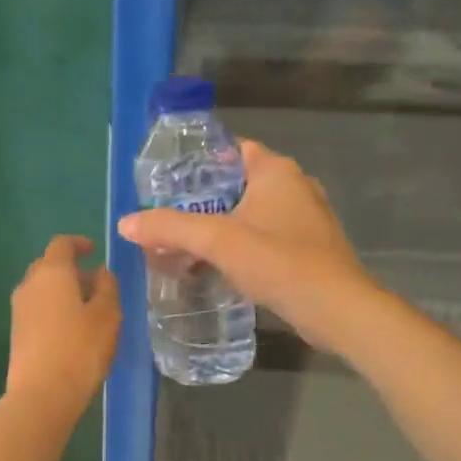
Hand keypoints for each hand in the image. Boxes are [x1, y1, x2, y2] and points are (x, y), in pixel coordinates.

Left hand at [6, 236, 120, 416]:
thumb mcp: (107, 315)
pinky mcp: (16, 332)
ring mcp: (19, 309)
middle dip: (72, 270)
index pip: (61, 244)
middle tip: (96, 284)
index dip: (78, 243)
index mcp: (51, 272)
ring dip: (63, 291)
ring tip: (88, 310)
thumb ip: (107, 287)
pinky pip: (37, 308)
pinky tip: (72, 330)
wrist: (41, 394)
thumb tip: (101, 272)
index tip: (93, 251)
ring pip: (42, 288)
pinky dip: (54, 309)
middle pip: (48, 265)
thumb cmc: (80, 349)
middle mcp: (29, 284)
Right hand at [117, 141, 371, 353]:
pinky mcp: (308, 249)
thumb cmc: (279, 261)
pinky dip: (240, 245)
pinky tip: (216, 265)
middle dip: (204, 199)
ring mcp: (305, 219)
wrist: (336, 310)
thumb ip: (170, 228)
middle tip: (168, 215)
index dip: (201, 161)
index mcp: (277, 171)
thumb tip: (125, 223)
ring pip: (251, 213)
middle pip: (238, 183)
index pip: (233, 150)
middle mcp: (295, 186)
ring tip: (185, 242)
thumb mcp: (217, 241)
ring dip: (221, 226)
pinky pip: (264, 237)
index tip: (168, 179)